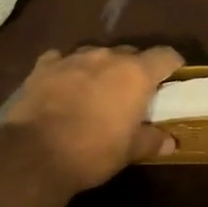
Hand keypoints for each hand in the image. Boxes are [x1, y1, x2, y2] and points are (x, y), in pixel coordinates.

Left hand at [0, 45, 183, 191]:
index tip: (172, 78)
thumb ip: (151, 140)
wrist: (35, 153)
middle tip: (132, 93)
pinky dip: (68, 70)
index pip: (165, 55)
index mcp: (135, 73)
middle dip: (134, 69)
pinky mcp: (44, 66)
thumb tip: (170, 142)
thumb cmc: (93, 151)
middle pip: (130, 53)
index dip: (171, 65)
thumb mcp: (129, 151)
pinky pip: (62, 59)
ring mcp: (72, 57)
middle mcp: (107, 56)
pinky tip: (63, 86)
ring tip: (96, 90)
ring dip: (100, 68)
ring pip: (96, 54)